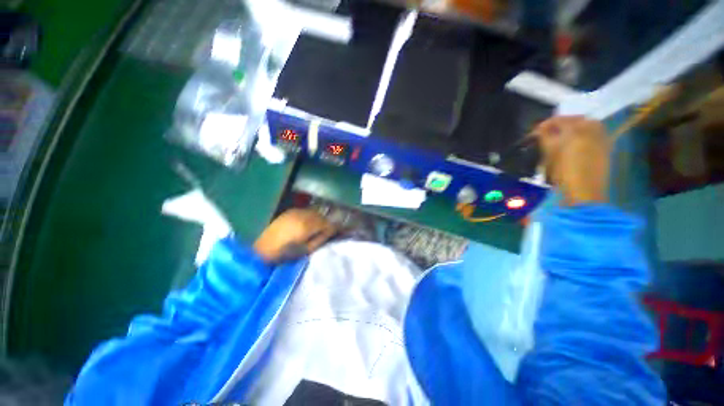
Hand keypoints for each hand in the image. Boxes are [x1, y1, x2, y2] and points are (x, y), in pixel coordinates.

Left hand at [253, 209, 336, 262]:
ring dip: (319, 218)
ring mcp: (296, 211)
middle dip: (326, 222)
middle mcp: (303, 215)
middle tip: (329, 230)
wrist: (263, 248)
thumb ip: (320, 239)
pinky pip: (306, 211)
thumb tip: (331, 231)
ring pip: (314, 212)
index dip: (334, 226)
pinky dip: (311, 216)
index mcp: (307, 226)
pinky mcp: (290, 211)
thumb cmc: (285, 253)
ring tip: (319, 227)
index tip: (339, 230)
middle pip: (321, 215)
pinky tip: (308, 222)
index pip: (327, 223)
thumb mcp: (306, 250)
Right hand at [532, 116, 610, 205]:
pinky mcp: (606, 147)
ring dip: (572, 129)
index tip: (535, 132)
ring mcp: (602, 137)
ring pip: (586, 125)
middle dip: (560, 125)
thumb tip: (539, 129)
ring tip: (560, 139)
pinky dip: (583, 135)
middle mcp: (592, 128)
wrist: (584, 191)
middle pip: (574, 119)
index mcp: (577, 128)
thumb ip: (544, 137)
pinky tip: (574, 145)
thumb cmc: (563, 171)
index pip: (558, 119)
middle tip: (547, 134)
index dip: (545, 125)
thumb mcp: (550, 153)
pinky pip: (594, 134)